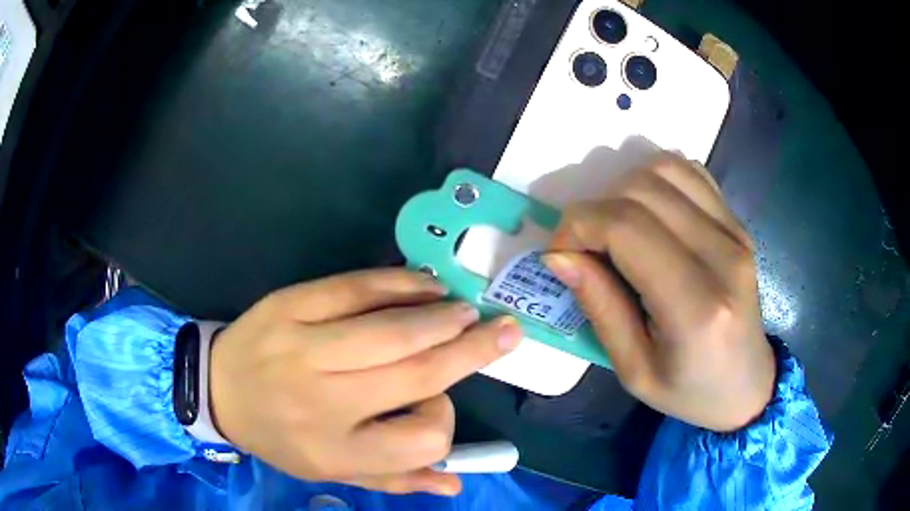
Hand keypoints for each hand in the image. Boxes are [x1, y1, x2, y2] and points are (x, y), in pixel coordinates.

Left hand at [208, 269, 521, 494]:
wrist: (218, 388)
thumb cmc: (280, 437)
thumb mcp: (332, 471)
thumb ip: (395, 479)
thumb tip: (454, 482)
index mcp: (337, 449)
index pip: (422, 441)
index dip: (445, 419)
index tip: (439, 402)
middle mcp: (323, 401)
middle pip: (417, 374)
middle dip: (472, 350)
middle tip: (505, 330)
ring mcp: (303, 348)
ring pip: (392, 330)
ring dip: (442, 318)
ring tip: (467, 310)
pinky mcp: (290, 305)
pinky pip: (355, 288)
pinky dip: (399, 284)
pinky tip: (425, 285)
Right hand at [543, 153, 774, 431]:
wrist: (747, 385)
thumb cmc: (689, 391)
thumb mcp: (633, 369)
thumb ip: (599, 306)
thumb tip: (559, 254)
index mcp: (696, 307)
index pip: (626, 227)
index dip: (578, 227)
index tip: (560, 253)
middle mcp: (722, 256)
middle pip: (641, 190)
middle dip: (595, 209)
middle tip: (586, 248)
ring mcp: (735, 232)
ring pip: (664, 169)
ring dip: (624, 189)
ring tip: (618, 230)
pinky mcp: (738, 223)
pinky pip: (690, 172)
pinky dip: (657, 181)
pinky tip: (651, 214)